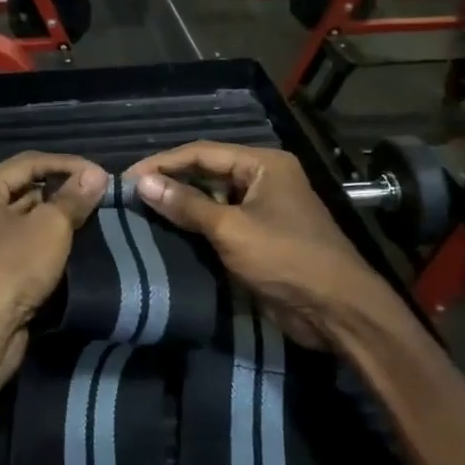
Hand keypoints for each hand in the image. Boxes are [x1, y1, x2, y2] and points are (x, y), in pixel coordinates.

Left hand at [0, 153, 106, 393]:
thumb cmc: (11, 267)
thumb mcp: (50, 227)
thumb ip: (73, 198)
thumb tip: (96, 174)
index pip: (28, 162)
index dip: (68, 164)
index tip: (102, 174)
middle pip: (24, 188)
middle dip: (61, 190)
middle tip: (99, 195)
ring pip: (23, 218)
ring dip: (55, 217)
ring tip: (92, 216)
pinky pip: (20, 243)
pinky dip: (44, 241)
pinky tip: (71, 244)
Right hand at [125, 142, 407, 348]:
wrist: (337, 311)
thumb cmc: (286, 259)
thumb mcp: (231, 230)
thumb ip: (186, 205)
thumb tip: (142, 183)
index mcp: (264, 164)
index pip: (202, 152)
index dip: (163, 162)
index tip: (128, 177)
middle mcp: (263, 179)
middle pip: (207, 172)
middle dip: (170, 182)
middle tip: (130, 195)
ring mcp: (263, 209)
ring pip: (211, 198)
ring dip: (181, 205)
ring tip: (140, 212)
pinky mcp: (259, 237)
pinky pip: (220, 223)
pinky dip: (195, 226)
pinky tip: (166, 233)